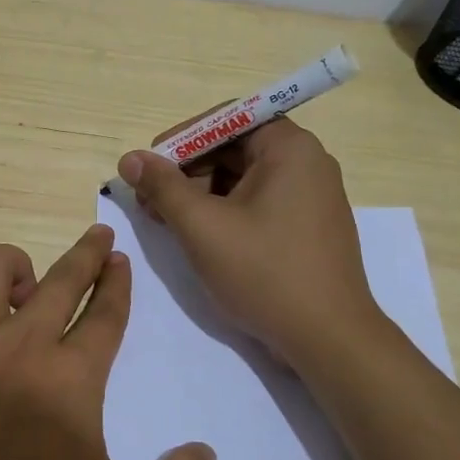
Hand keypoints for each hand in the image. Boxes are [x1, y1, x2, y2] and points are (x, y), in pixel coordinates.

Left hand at [0, 227, 215, 459]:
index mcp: (70, 378)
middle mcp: (18, 345)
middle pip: (60, 280)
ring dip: (15, 266)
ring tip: (24, 282)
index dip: (117, 284)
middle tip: (98, 235)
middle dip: (86, 253)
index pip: (104, 315)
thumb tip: (205, 453)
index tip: (120, 260)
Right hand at [117, 119, 386, 366]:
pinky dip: (225, 212)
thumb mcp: (202, 226)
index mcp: (289, 148)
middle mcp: (306, 162)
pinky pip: (258, 202)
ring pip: (242, 178)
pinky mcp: (308, 225)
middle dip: (186, 172)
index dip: (181, 140)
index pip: (225, 120)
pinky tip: (200, 238)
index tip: (148, 168)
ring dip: (201, 194)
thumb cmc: (265, 273)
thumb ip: (162, 187)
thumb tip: (130, 159)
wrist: (329, 340)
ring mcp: (311, 195)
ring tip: (170, 224)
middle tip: (151, 203)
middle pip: (232, 148)